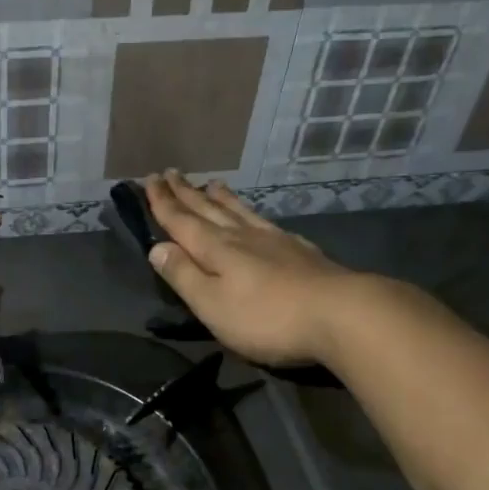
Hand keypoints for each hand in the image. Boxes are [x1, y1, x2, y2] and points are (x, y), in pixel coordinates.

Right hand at [143, 171, 360, 367]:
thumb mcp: (212, 304)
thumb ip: (184, 275)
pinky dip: (252, 213)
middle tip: (170, 172)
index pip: (181, 221)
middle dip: (185, 193)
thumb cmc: (267, 317)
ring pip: (238, 211)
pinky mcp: (299, 250)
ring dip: (220, 198)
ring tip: (210, 183)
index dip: (162, 202)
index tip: (148, 179)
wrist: (340, 313)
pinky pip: (265, 221)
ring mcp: (274, 240)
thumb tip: (156, 247)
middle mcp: (241, 236)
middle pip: (207, 210)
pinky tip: (256, 215)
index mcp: (215, 249)